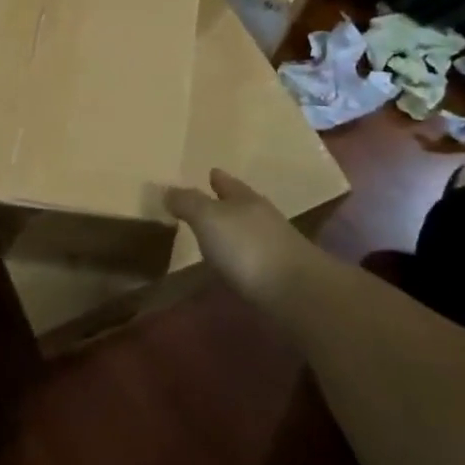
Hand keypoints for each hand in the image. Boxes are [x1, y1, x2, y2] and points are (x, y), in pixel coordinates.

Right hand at [164, 169, 316, 307]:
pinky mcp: (280, 275)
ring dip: (233, 231)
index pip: (227, 182)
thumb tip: (167, 190)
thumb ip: (187, 202)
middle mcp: (262, 217)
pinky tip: (232, 266)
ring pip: (249, 230)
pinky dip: (241, 257)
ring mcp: (275, 246)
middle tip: (206, 202)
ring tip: (214, 235)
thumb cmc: (247, 247)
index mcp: (245, 198)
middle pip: (241, 204)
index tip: (209, 171)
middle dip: (226, 202)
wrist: (297, 293)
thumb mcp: (208, 218)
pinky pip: (253, 257)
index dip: (217, 177)